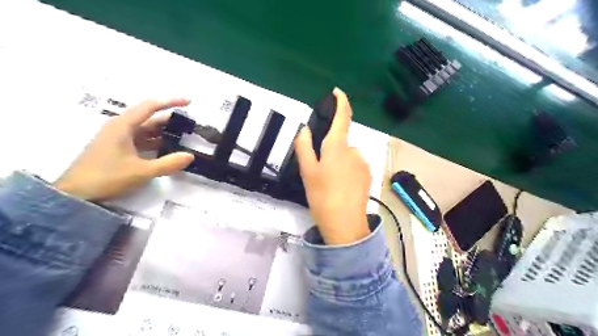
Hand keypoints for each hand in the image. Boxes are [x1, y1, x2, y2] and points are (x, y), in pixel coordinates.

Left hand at [52, 98, 193, 200]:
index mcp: (123, 125)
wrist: (75, 194)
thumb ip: (168, 163)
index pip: (150, 106)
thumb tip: (190, 156)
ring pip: (146, 129)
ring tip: (183, 136)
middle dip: (170, 120)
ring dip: (164, 132)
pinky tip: (167, 149)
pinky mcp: (118, 148)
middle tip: (189, 124)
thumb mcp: (141, 171)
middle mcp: (120, 127)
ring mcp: (118, 137)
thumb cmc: (107, 177)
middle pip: (149, 118)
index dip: (171, 102)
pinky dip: (155, 142)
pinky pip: (141, 140)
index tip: (189, 102)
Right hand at [294, 86, 372, 243]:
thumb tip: (305, 129)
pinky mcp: (368, 176)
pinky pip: (355, 166)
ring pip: (347, 156)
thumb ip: (304, 147)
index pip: (343, 117)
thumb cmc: (322, 196)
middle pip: (340, 142)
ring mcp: (363, 164)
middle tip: (320, 171)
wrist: (345, 224)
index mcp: (337, 147)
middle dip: (330, 150)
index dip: (341, 101)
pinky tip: (341, 188)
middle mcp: (354, 151)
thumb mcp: (307, 171)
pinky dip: (347, 171)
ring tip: (330, 183)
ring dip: (339, 162)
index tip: (336, 92)